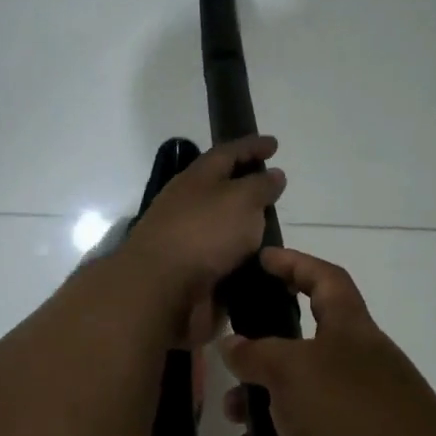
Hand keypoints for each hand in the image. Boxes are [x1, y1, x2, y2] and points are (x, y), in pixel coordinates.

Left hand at [120, 135, 285, 345]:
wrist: (161, 290)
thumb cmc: (204, 233)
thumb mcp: (241, 200)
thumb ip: (260, 186)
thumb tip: (273, 174)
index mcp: (197, 178)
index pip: (228, 153)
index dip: (252, 146)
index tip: (274, 145)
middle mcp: (188, 205)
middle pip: (221, 189)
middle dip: (247, 187)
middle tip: (275, 190)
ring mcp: (186, 240)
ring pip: (221, 226)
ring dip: (245, 227)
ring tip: (275, 231)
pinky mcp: (190, 272)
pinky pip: (221, 259)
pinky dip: (239, 259)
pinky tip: (260, 264)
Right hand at [219, 247, 435, 435]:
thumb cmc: (354, 419)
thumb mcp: (295, 373)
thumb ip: (258, 354)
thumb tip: (233, 343)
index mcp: (350, 334)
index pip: (325, 280)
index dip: (295, 264)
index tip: (261, 260)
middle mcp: (356, 373)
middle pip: (299, 358)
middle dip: (258, 377)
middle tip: (228, 397)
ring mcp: (358, 423)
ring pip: (293, 418)